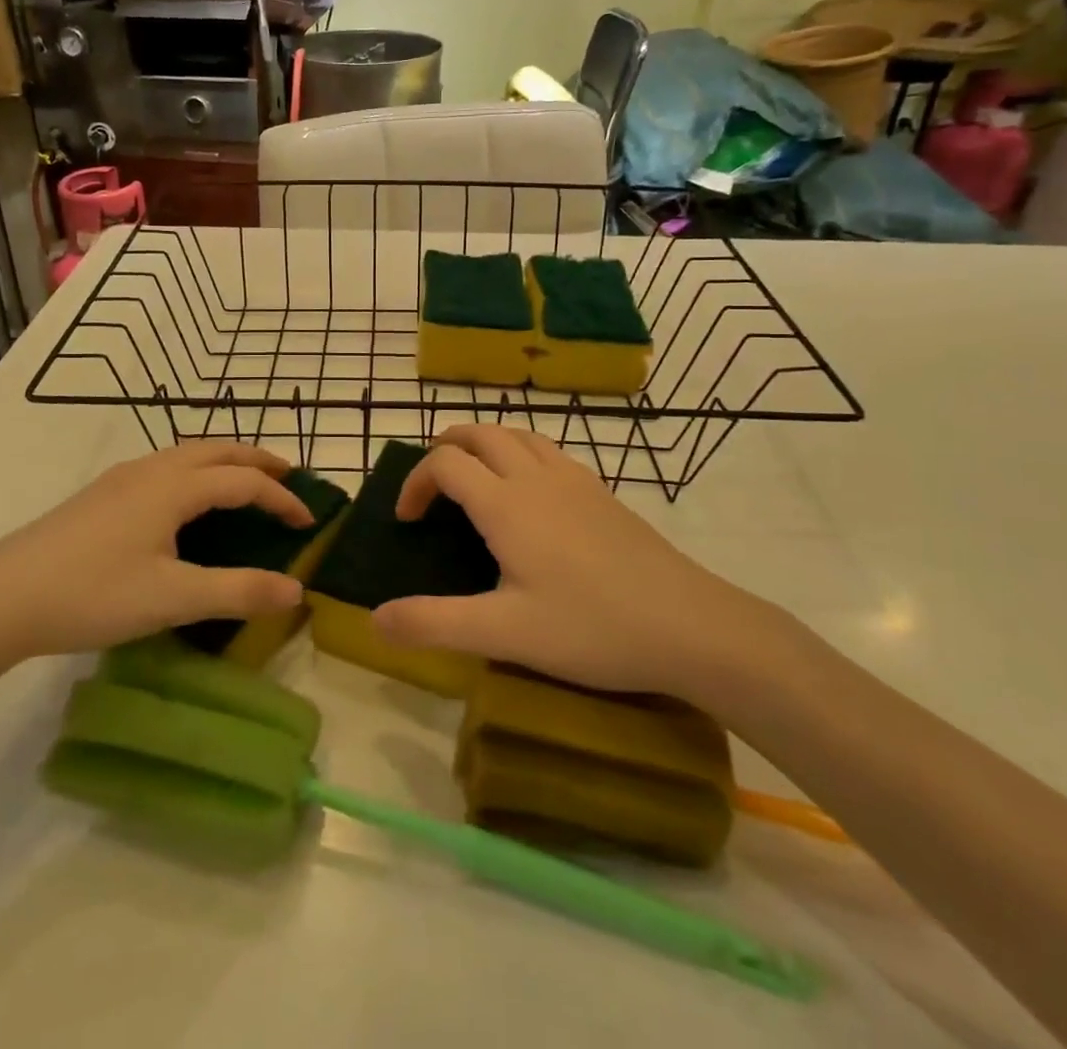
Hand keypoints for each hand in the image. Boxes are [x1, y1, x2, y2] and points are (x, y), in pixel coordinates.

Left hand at [0, 442, 311, 679]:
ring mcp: (121, 479)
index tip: (310, 521)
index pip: (244, 480)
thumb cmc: (91, 594)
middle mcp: (151, 470)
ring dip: (225, 461)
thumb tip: (296, 590)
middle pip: (217, 450)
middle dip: (258, 460)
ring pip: (187, 454)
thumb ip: (236, 591)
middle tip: (289, 478)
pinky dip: (197, 471)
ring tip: (245, 484)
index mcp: (173, 487)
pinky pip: (165, 466)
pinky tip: (185, 502)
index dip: (282, 498)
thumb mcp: (171, 599)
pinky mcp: (100, 495)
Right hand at [372, 426, 783, 702]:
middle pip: (481, 433)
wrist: (690, 625)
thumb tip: (376, 618)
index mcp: (506, 505)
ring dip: (485, 442)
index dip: (416, 482)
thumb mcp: (505, 634)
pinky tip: (531, 494)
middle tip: (432, 483)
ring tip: (474, 476)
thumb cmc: (591, 627)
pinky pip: (549, 451)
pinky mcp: (602, 493)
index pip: (446, 464)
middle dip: (446, 447)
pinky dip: (521, 453)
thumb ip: (435, 623)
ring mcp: (575, 480)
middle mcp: (536, 478)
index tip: (408, 519)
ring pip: (519, 434)